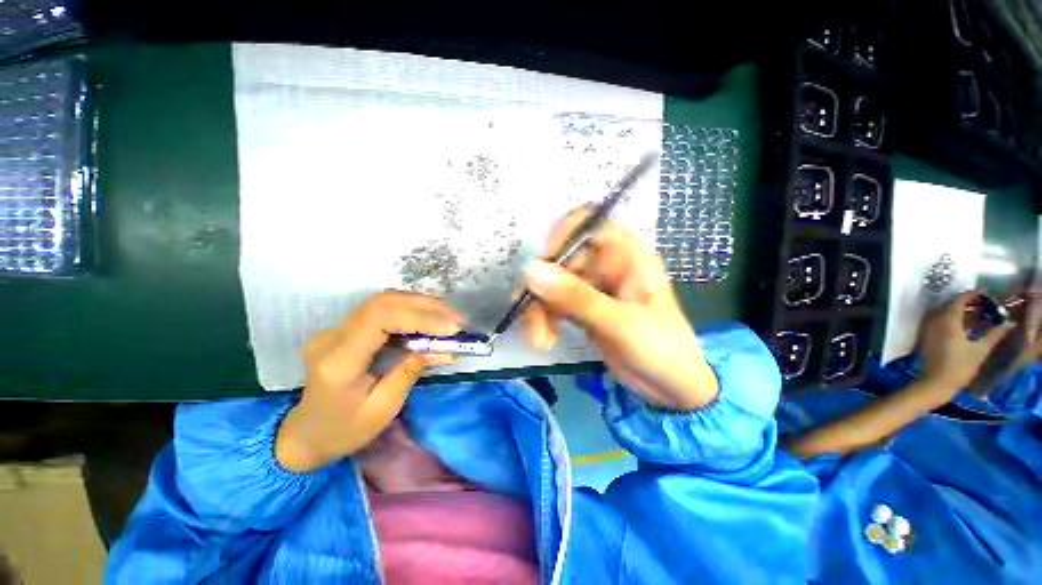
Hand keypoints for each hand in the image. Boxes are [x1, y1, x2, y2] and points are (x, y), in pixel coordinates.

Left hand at [275, 291, 463, 472]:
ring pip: (384, 301)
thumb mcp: (382, 409)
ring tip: (448, 320)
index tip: (452, 328)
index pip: (380, 318)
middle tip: (457, 321)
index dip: (420, 316)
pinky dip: (411, 312)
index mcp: (339, 360)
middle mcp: (333, 336)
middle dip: (427, 307)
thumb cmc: (343, 431)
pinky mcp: (345, 329)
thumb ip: (410, 372)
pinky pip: (382, 311)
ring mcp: (336, 329)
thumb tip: (443, 349)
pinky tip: (429, 321)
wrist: (304, 436)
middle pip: (384, 302)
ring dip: (421, 306)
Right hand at [521, 207, 717, 410]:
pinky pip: (554, 304)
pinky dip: (544, 319)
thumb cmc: (660, 349)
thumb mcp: (619, 322)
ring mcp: (593, 286)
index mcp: (626, 255)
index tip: (542, 264)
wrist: (670, 387)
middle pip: (561, 259)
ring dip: (539, 309)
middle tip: (533, 318)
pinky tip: (545, 339)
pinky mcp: (582, 307)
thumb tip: (530, 270)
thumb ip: (575, 297)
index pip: (588, 223)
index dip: (562, 235)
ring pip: (552, 284)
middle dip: (542, 288)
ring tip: (539, 340)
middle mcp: (606, 264)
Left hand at [918, 289, 1013, 390]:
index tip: (985, 292)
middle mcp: (935, 322)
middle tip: (983, 302)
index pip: (958, 301)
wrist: (935, 383)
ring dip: (959, 309)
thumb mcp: (980, 350)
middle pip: (950, 305)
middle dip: (966, 301)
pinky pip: (939, 321)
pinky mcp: (927, 337)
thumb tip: (1009, 324)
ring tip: (976, 312)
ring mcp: (929, 330)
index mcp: (948, 322)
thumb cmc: (959, 367)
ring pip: (944, 312)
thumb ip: (994, 335)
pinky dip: (952, 318)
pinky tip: (964, 324)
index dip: (971, 294)